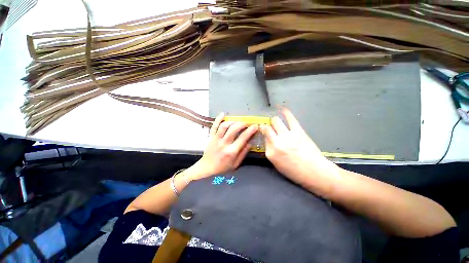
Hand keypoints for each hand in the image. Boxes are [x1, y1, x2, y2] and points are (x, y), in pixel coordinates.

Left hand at [186, 113, 257, 180]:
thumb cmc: (223, 167)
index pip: (243, 138)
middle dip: (242, 123)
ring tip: (237, 121)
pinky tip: (223, 114)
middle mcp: (224, 144)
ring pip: (224, 126)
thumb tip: (250, 142)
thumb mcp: (236, 164)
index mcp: (231, 151)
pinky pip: (214, 126)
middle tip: (246, 123)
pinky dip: (218, 119)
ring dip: (232, 121)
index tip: (255, 126)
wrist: (207, 168)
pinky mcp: (211, 137)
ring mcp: (216, 139)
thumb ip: (243, 153)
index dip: (250, 130)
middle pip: (234, 129)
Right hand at [260, 108, 338, 195]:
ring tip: (275, 121)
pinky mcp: (298, 131)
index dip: (264, 134)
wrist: (315, 172)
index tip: (265, 132)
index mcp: (270, 152)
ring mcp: (287, 136)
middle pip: (267, 128)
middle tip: (269, 127)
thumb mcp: (277, 164)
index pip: (264, 138)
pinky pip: (290, 118)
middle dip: (266, 126)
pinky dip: (285, 112)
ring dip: (274, 120)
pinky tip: (282, 108)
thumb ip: (271, 151)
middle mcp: (276, 142)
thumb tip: (269, 140)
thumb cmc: (294, 171)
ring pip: (276, 121)